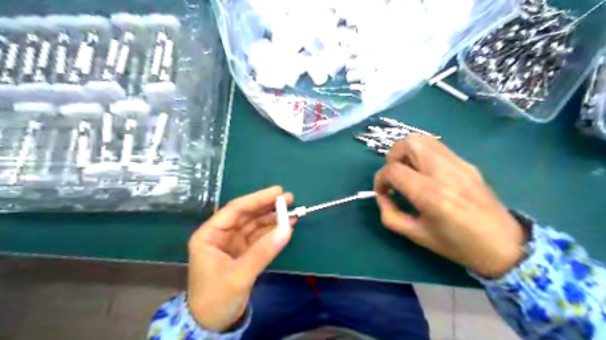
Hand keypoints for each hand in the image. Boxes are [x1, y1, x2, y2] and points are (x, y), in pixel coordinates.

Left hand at [189, 186, 294, 330]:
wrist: (213, 325)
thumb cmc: (216, 298)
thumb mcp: (239, 274)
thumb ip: (264, 250)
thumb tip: (288, 228)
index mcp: (210, 234)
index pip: (235, 210)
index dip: (257, 199)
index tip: (277, 191)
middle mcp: (221, 235)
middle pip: (247, 215)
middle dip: (267, 206)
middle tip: (289, 198)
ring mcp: (233, 244)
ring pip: (255, 225)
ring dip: (272, 219)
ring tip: (292, 211)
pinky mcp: (244, 253)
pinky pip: (260, 238)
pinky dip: (273, 232)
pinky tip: (286, 226)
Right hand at [374, 135, 525, 278]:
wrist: (505, 245)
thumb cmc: (458, 246)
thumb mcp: (416, 235)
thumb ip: (390, 214)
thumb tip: (382, 196)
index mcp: (431, 195)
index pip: (394, 170)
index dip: (380, 179)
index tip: (382, 192)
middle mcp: (444, 172)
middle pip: (407, 143)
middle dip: (392, 157)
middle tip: (395, 177)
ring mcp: (458, 163)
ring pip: (422, 139)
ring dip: (407, 152)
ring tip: (408, 172)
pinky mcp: (467, 162)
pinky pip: (436, 147)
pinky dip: (422, 155)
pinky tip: (426, 174)